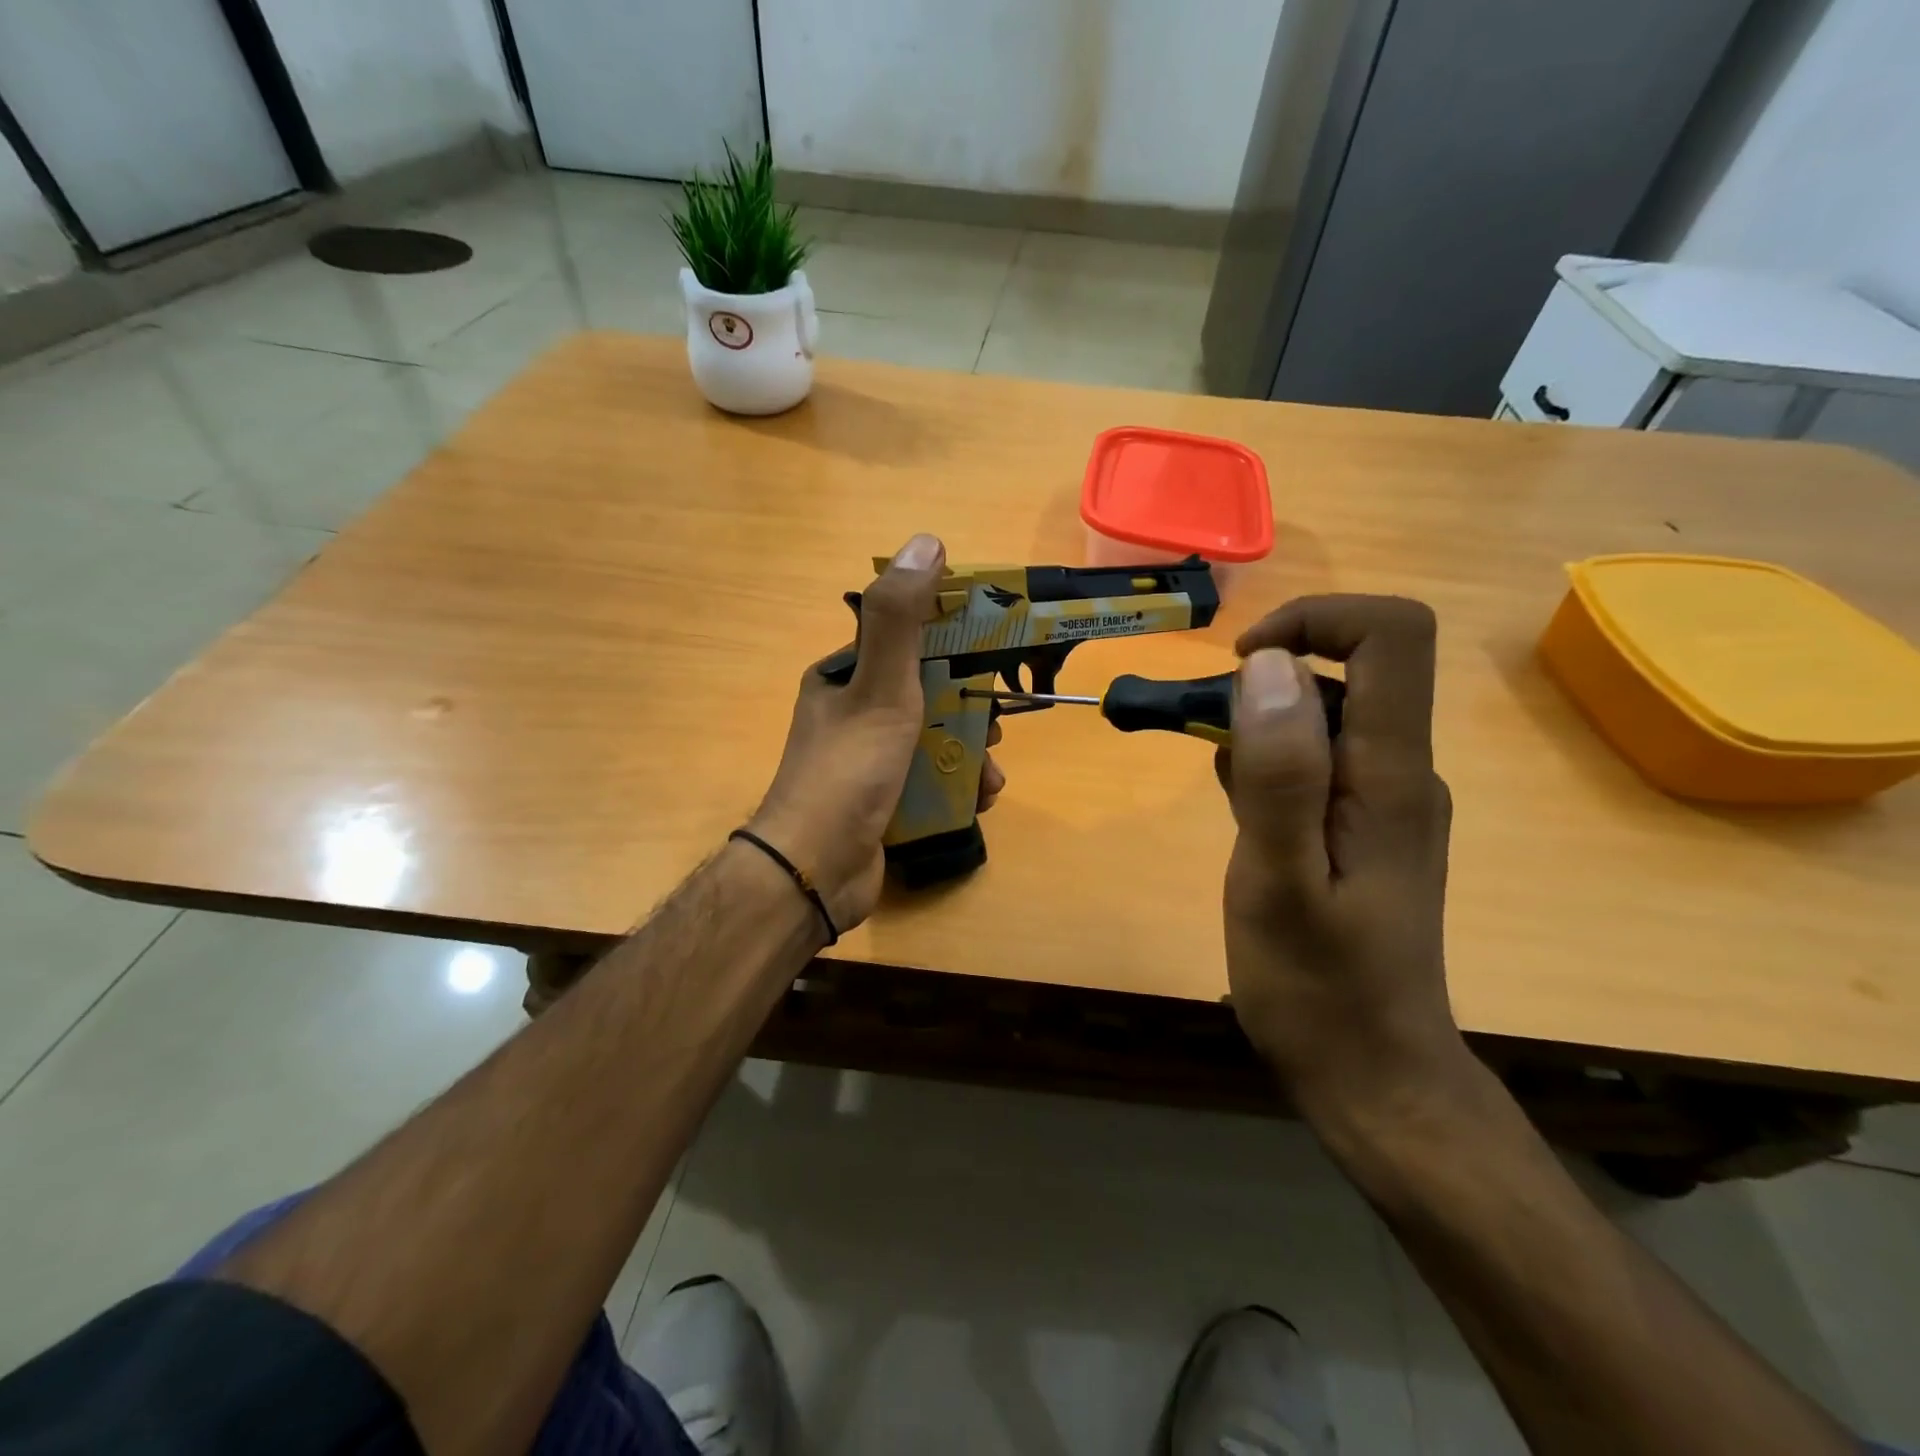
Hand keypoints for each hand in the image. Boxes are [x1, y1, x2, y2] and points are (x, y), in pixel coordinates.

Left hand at [749, 534, 1005, 932]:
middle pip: (928, 695)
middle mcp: (853, 713)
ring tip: (991, 775)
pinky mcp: (882, 801)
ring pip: (934, 741)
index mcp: (844, 677)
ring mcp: (868, 761)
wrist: (816, 870)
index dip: (955, 645)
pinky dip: (958, 787)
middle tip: (997, 726)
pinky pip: (930, 781)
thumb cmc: (849, 771)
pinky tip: (978, 800)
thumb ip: (902, 619)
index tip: (996, 659)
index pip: (908, 642)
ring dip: (971, 754)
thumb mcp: (879, 687)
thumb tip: (926, 542)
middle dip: (970, 710)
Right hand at [1217, 595, 1463, 1123]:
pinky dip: (1269, 769)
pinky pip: (1318, 764)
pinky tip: (1246, 824)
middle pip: (1351, 671)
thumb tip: (1272, 666)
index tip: (1242, 666)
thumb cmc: (1319, 989)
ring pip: (1325, 719)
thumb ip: (1278, 774)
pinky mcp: (1367, 828)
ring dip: (1260, 730)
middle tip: (1203, 742)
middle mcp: (1404, 772)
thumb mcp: (1279, 881)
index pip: (1392, 635)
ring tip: (1222, 798)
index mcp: (1392, 775)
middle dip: (1266, 684)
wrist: (1374, 1077)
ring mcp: (1389, 802)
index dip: (1316, 620)